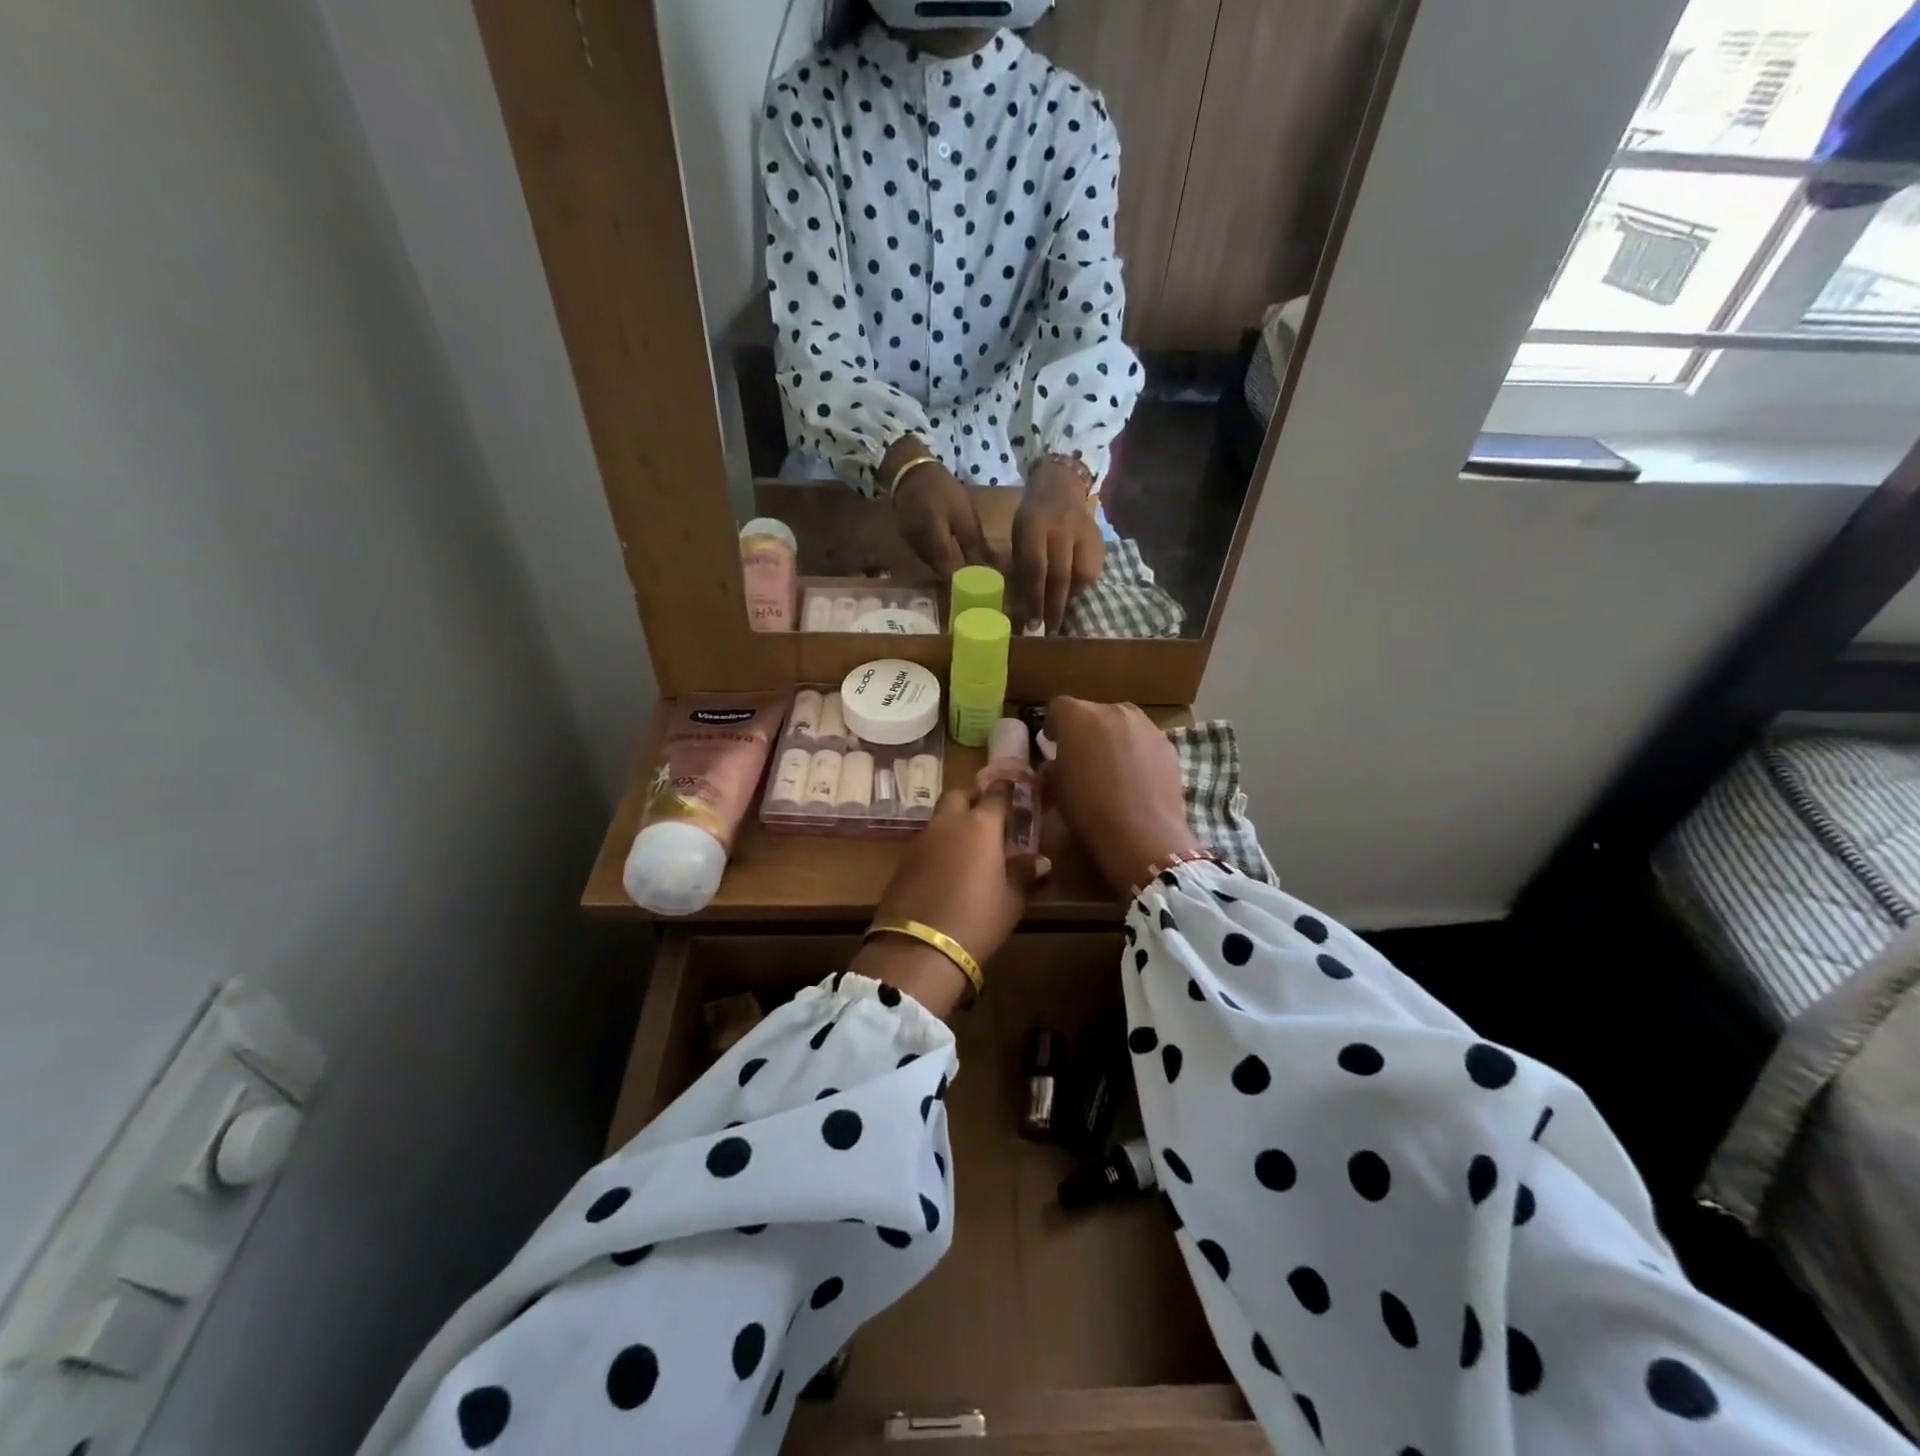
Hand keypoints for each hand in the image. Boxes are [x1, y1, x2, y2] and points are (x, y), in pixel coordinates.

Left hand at [854, 785, 1042, 1017]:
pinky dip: (938, 844)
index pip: (997, 793)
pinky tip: (947, 867)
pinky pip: (926, 840)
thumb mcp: (1011, 900)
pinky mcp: (902, 859)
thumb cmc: (976, 921)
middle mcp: (948, 822)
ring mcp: (921, 839)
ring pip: (940, 817)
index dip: (1007, 790)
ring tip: (969, 846)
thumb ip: (1023, 873)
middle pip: (960, 795)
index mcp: (980, 825)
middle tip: (988, 817)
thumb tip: (1039, 860)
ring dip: (954, 822)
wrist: (918, 949)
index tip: (1016, 791)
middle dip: (973, 799)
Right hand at [888, 440, 989, 578]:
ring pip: (935, 568)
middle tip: (980, 584)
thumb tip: (990, 570)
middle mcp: (922, 553)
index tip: (982, 592)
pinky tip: (953, 558)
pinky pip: (928, 559)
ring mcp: (913, 549)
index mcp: (936, 546)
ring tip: (969, 573)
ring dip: (950, 571)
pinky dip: (941, 561)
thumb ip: (974, 545)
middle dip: (960, 581)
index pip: (951, 577)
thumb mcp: (964, 515)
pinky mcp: (910, 544)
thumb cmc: (942, 490)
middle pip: (942, 576)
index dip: (966, 587)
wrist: (910, 472)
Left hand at [1011, 458, 1104, 633]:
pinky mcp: (1099, 540)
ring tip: (1061, 618)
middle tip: (1049, 632)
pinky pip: (1092, 572)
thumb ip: (1022, 567)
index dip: (1034, 599)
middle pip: (1060, 576)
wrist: (1060, 487)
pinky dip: (1082, 588)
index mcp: (1034, 526)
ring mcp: (1084, 533)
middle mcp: (1062, 529)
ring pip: (1081, 576)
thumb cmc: (1032, 519)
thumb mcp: (1019, 536)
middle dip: (1054, 608)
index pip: (1035, 568)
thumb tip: (1022, 607)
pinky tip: (1073, 597)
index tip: (1032, 625)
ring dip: (1070, 601)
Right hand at [1042, 696, 1200, 897]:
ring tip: (1113, 767)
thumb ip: (1054, 766)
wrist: (1141, 832)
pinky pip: (1144, 741)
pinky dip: (1137, 752)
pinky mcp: (1167, 744)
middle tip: (1083, 757)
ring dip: (1113, 738)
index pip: (1058, 707)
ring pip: (1122, 723)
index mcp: (1078, 716)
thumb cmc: (1088, 807)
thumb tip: (1057, 764)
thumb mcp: (1056, 787)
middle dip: (1086, 730)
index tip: (1053, 743)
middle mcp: (1113, 710)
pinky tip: (1136, 779)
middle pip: (1093, 712)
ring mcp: (1145, 725)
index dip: (1054, 724)